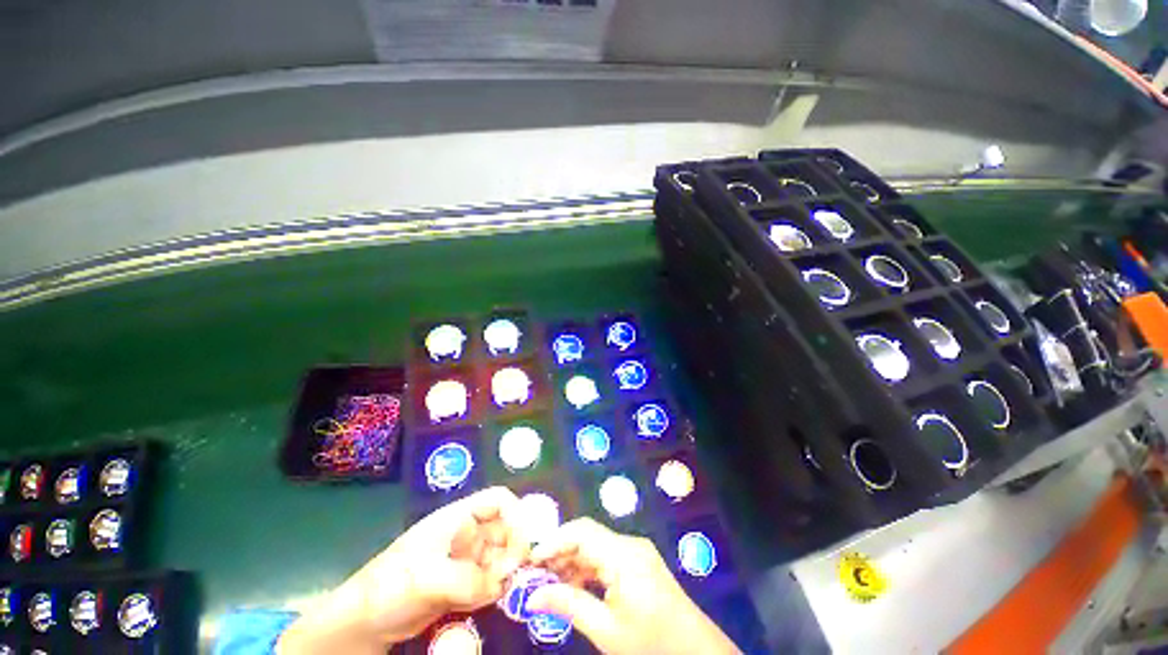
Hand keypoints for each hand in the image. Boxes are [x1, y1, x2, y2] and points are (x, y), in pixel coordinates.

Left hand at [277, 487, 528, 653]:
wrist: (362, 624)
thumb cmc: (389, 585)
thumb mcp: (426, 578)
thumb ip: (467, 579)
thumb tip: (501, 585)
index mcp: (458, 517)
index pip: (498, 500)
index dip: (516, 513)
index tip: (523, 543)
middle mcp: (467, 534)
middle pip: (505, 529)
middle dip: (516, 548)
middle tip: (519, 575)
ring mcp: (466, 560)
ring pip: (501, 557)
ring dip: (508, 572)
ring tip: (507, 591)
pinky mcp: (464, 585)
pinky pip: (490, 581)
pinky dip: (497, 590)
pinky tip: (492, 601)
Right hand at [526, 518, 738, 654]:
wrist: (695, 652)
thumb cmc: (651, 643)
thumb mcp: (606, 630)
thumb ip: (568, 606)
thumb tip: (531, 597)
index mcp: (624, 554)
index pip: (582, 532)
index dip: (554, 541)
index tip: (530, 561)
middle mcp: (629, 544)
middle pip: (587, 537)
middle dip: (560, 553)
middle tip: (535, 576)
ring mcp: (636, 552)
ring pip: (595, 547)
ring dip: (572, 563)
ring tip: (550, 585)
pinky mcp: (638, 562)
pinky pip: (606, 557)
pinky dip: (588, 570)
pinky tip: (574, 587)